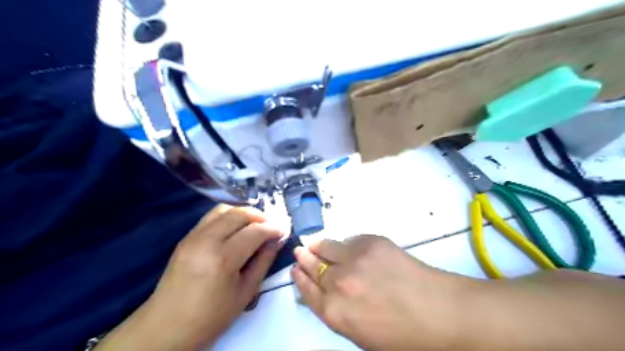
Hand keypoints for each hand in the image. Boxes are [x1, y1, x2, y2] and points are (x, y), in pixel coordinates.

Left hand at [97, 204, 284, 349]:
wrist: (166, 326)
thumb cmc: (210, 316)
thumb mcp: (246, 292)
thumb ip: (264, 261)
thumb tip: (277, 240)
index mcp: (222, 259)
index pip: (254, 231)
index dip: (273, 228)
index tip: (284, 230)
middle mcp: (206, 240)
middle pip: (239, 214)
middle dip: (260, 216)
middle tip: (271, 226)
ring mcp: (193, 236)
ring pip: (224, 209)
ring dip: (244, 213)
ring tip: (255, 224)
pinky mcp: (186, 237)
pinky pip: (211, 216)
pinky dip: (229, 216)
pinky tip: (236, 227)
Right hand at [291, 234, 477, 348]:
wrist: (441, 312)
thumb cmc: (402, 334)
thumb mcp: (361, 333)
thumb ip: (337, 312)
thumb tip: (323, 292)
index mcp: (335, 312)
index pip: (307, 290)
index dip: (300, 278)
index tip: (295, 269)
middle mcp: (339, 282)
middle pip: (313, 266)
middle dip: (304, 258)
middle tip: (300, 251)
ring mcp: (354, 258)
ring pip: (326, 246)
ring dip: (318, 245)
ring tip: (313, 242)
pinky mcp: (371, 242)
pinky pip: (349, 240)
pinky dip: (344, 243)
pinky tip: (344, 245)